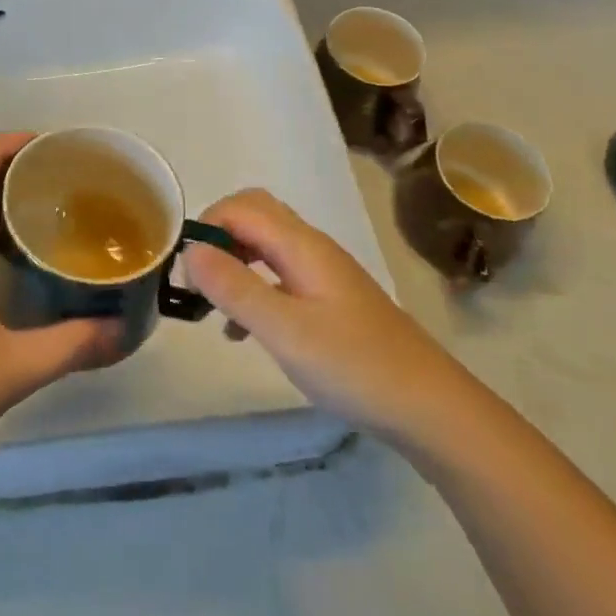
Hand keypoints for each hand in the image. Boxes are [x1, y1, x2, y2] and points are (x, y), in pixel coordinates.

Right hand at [184, 189, 462, 441]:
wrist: (430, 407)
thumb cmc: (354, 366)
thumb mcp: (285, 330)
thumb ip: (235, 288)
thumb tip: (190, 250)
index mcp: (301, 245)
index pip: (240, 207)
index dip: (206, 226)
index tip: (184, 269)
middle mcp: (312, 248)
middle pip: (255, 216)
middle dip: (218, 237)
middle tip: (197, 279)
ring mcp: (324, 274)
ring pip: (267, 246)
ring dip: (234, 263)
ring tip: (211, 306)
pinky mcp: (331, 301)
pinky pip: (281, 276)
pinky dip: (255, 288)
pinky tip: (244, 331)